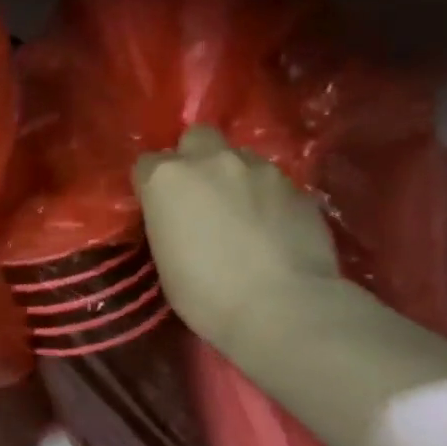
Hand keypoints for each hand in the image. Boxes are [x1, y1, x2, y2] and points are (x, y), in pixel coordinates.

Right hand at [135, 126, 340, 356]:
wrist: (282, 307)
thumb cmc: (204, 292)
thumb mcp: (164, 257)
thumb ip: (168, 220)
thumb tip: (181, 215)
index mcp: (167, 178)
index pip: (146, 163)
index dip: (150, 185)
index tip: (156, 207)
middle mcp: (212, 161)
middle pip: (196, 138)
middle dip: (194, 158)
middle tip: (199, 194)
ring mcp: (260, 170)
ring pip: (240, 157)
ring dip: (234, 177)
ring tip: (241, 213)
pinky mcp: (299, 187)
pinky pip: (274, 184)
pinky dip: (267, 199)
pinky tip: (271, 229)